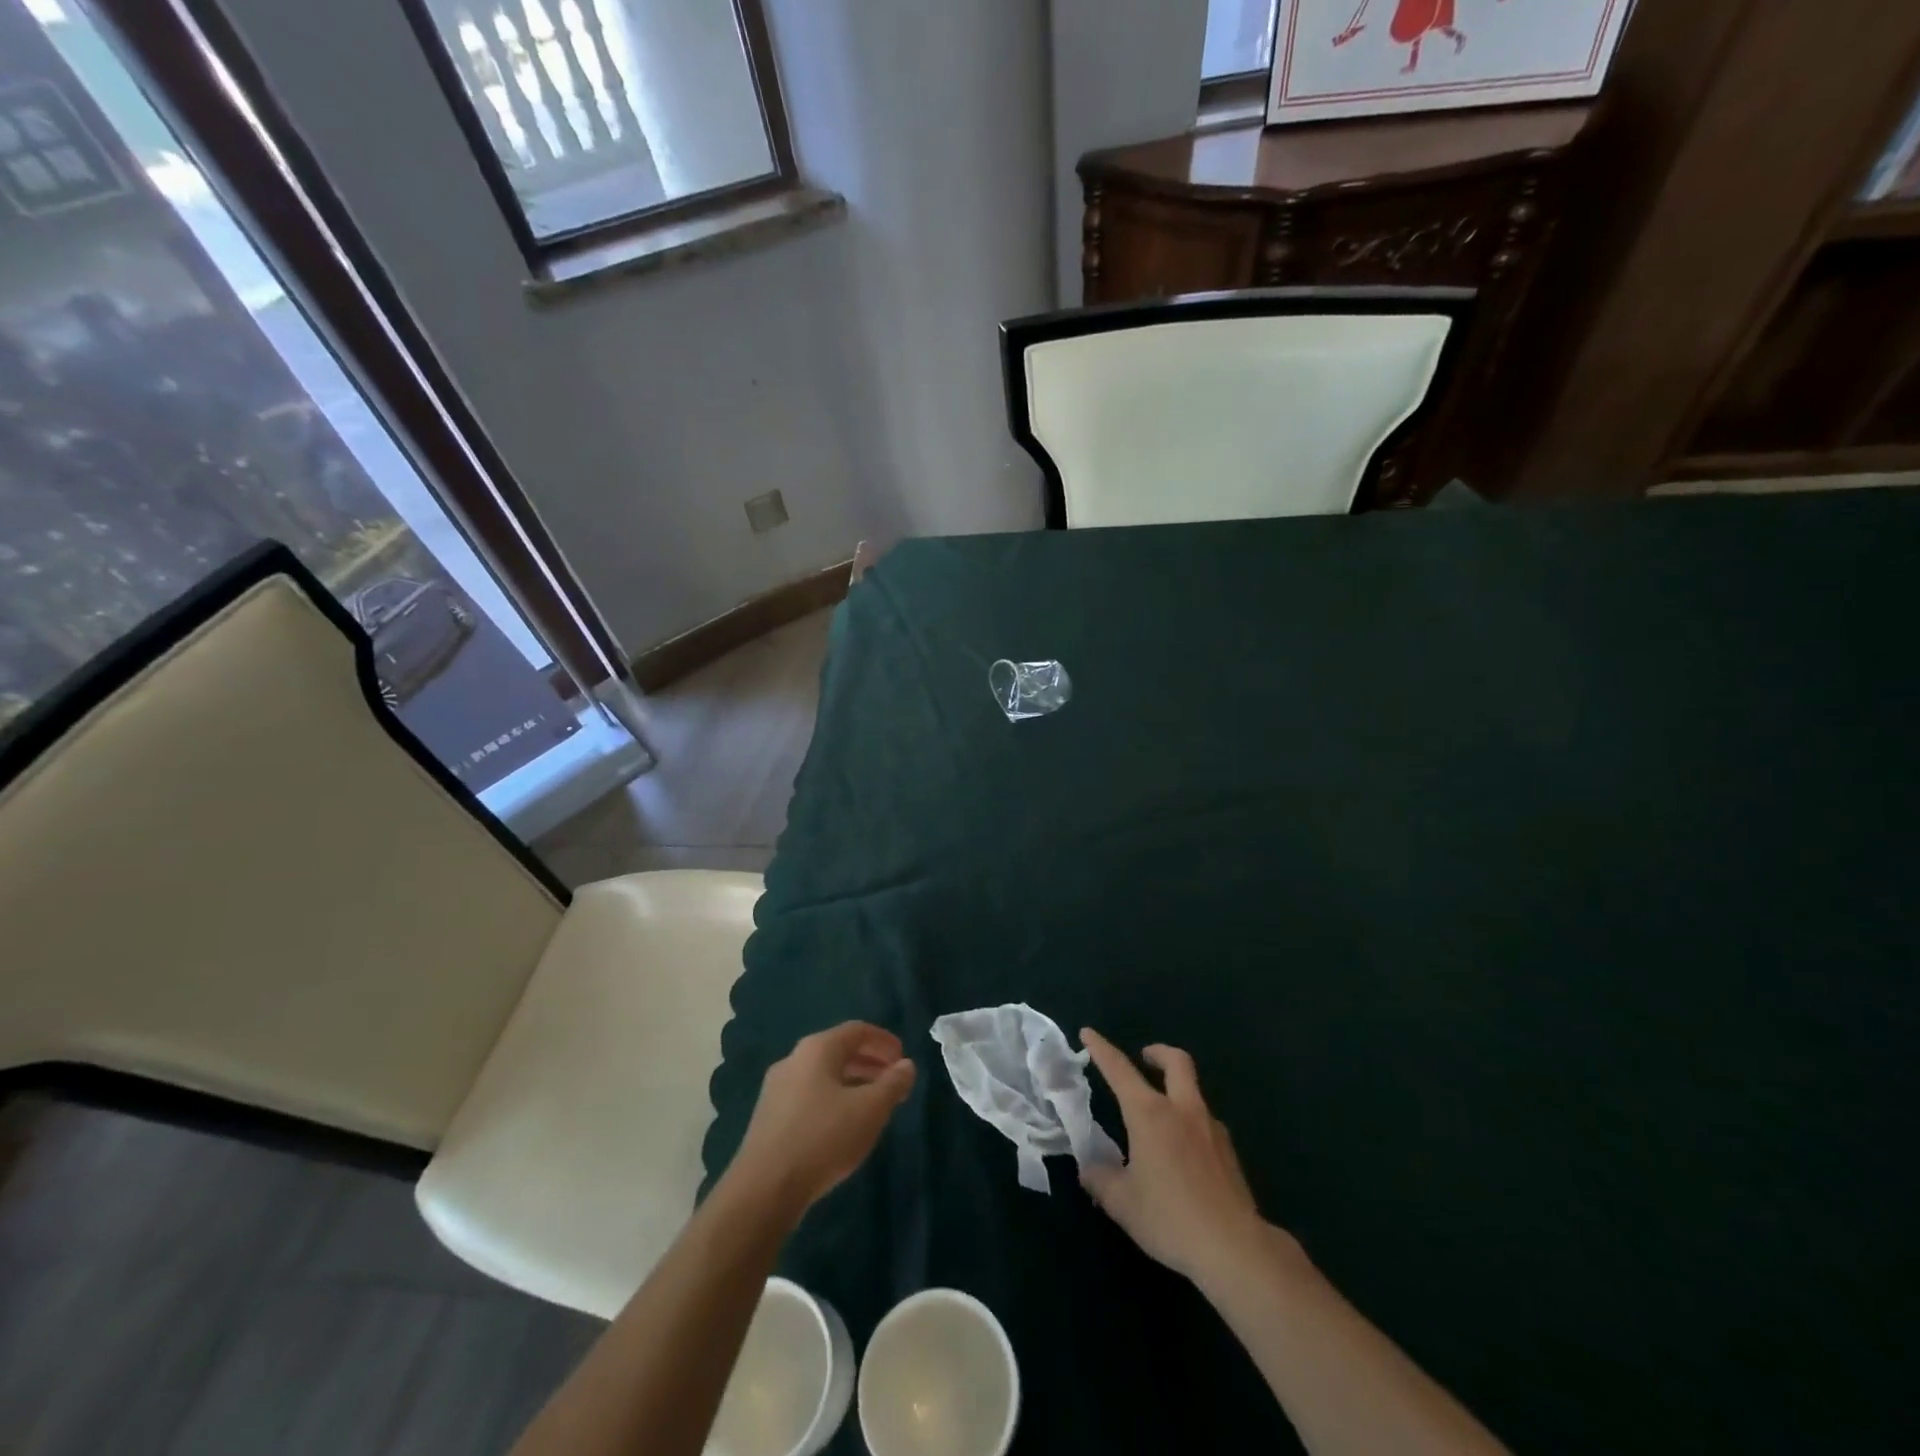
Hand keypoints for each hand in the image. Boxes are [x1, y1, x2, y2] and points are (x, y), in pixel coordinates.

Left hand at [728, 1022, 916, 1216]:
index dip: (883, 1041)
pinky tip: (844, 1126)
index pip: (856, 1030)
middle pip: (838, 1051)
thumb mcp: (870, 1110)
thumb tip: (906, 1065)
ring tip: (874, 1105)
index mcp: (817, 1049)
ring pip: (823, 1076)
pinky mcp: (768, 1118)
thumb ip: (892, 1084)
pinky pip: (809, 1096)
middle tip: (893, 1081)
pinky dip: (833, 1100)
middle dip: (870, 1063)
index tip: (903, 1058)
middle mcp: (793, 1060)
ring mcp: (777, 1089)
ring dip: (852, 1083)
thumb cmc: (823, 1138)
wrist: (763, 1189)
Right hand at [1079, 1029, 1273, 1283]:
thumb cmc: (1170, 1218)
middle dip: (1158, 1052)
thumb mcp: (1122, 1203)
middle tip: (1144, 1057)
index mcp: (1149, 1113)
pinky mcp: (1229, 1152)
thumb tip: (1089, 1169)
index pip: (1120, 1070)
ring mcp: (1211, 1129)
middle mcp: (1182, 1110)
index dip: (1101, 1048)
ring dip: (1176, 1090)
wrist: (1234, 1247)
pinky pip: (1205, 1124)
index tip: (1088, 1033)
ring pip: (1193, 1092)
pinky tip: (1183, 1155)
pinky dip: (1190, 1124)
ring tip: (1160, 1120)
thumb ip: (1100, 1180)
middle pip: (1176, 1062)